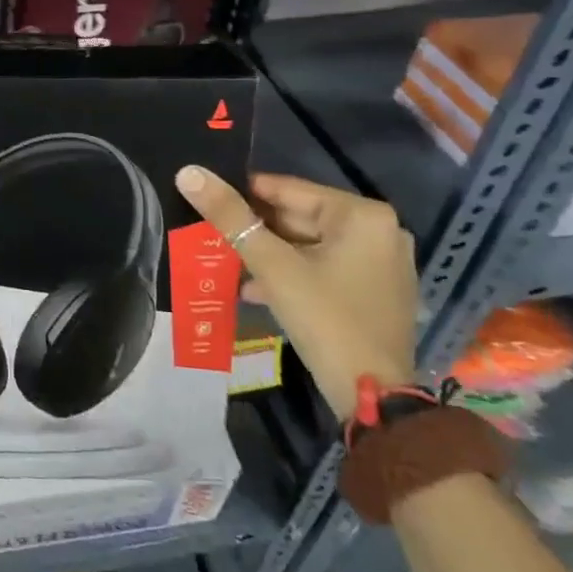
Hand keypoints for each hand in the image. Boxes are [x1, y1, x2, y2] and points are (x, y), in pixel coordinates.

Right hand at [175, 167, 415, 419]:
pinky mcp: (377, 292)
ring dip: (269, 254)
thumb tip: (189, 173)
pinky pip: (325, 267)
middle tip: (211, 233)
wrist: (372, 398)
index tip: (207, 199)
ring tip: (225, 261)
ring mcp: (383, 264)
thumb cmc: (324, 319)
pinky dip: (292, 273)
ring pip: (309, 245)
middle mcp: (380, 231)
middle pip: (300, 217)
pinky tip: (255, 288)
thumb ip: (229, 216)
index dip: (243, 193)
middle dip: (255, 229)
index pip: (288, 189)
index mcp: (362, 215)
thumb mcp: (271, 264)